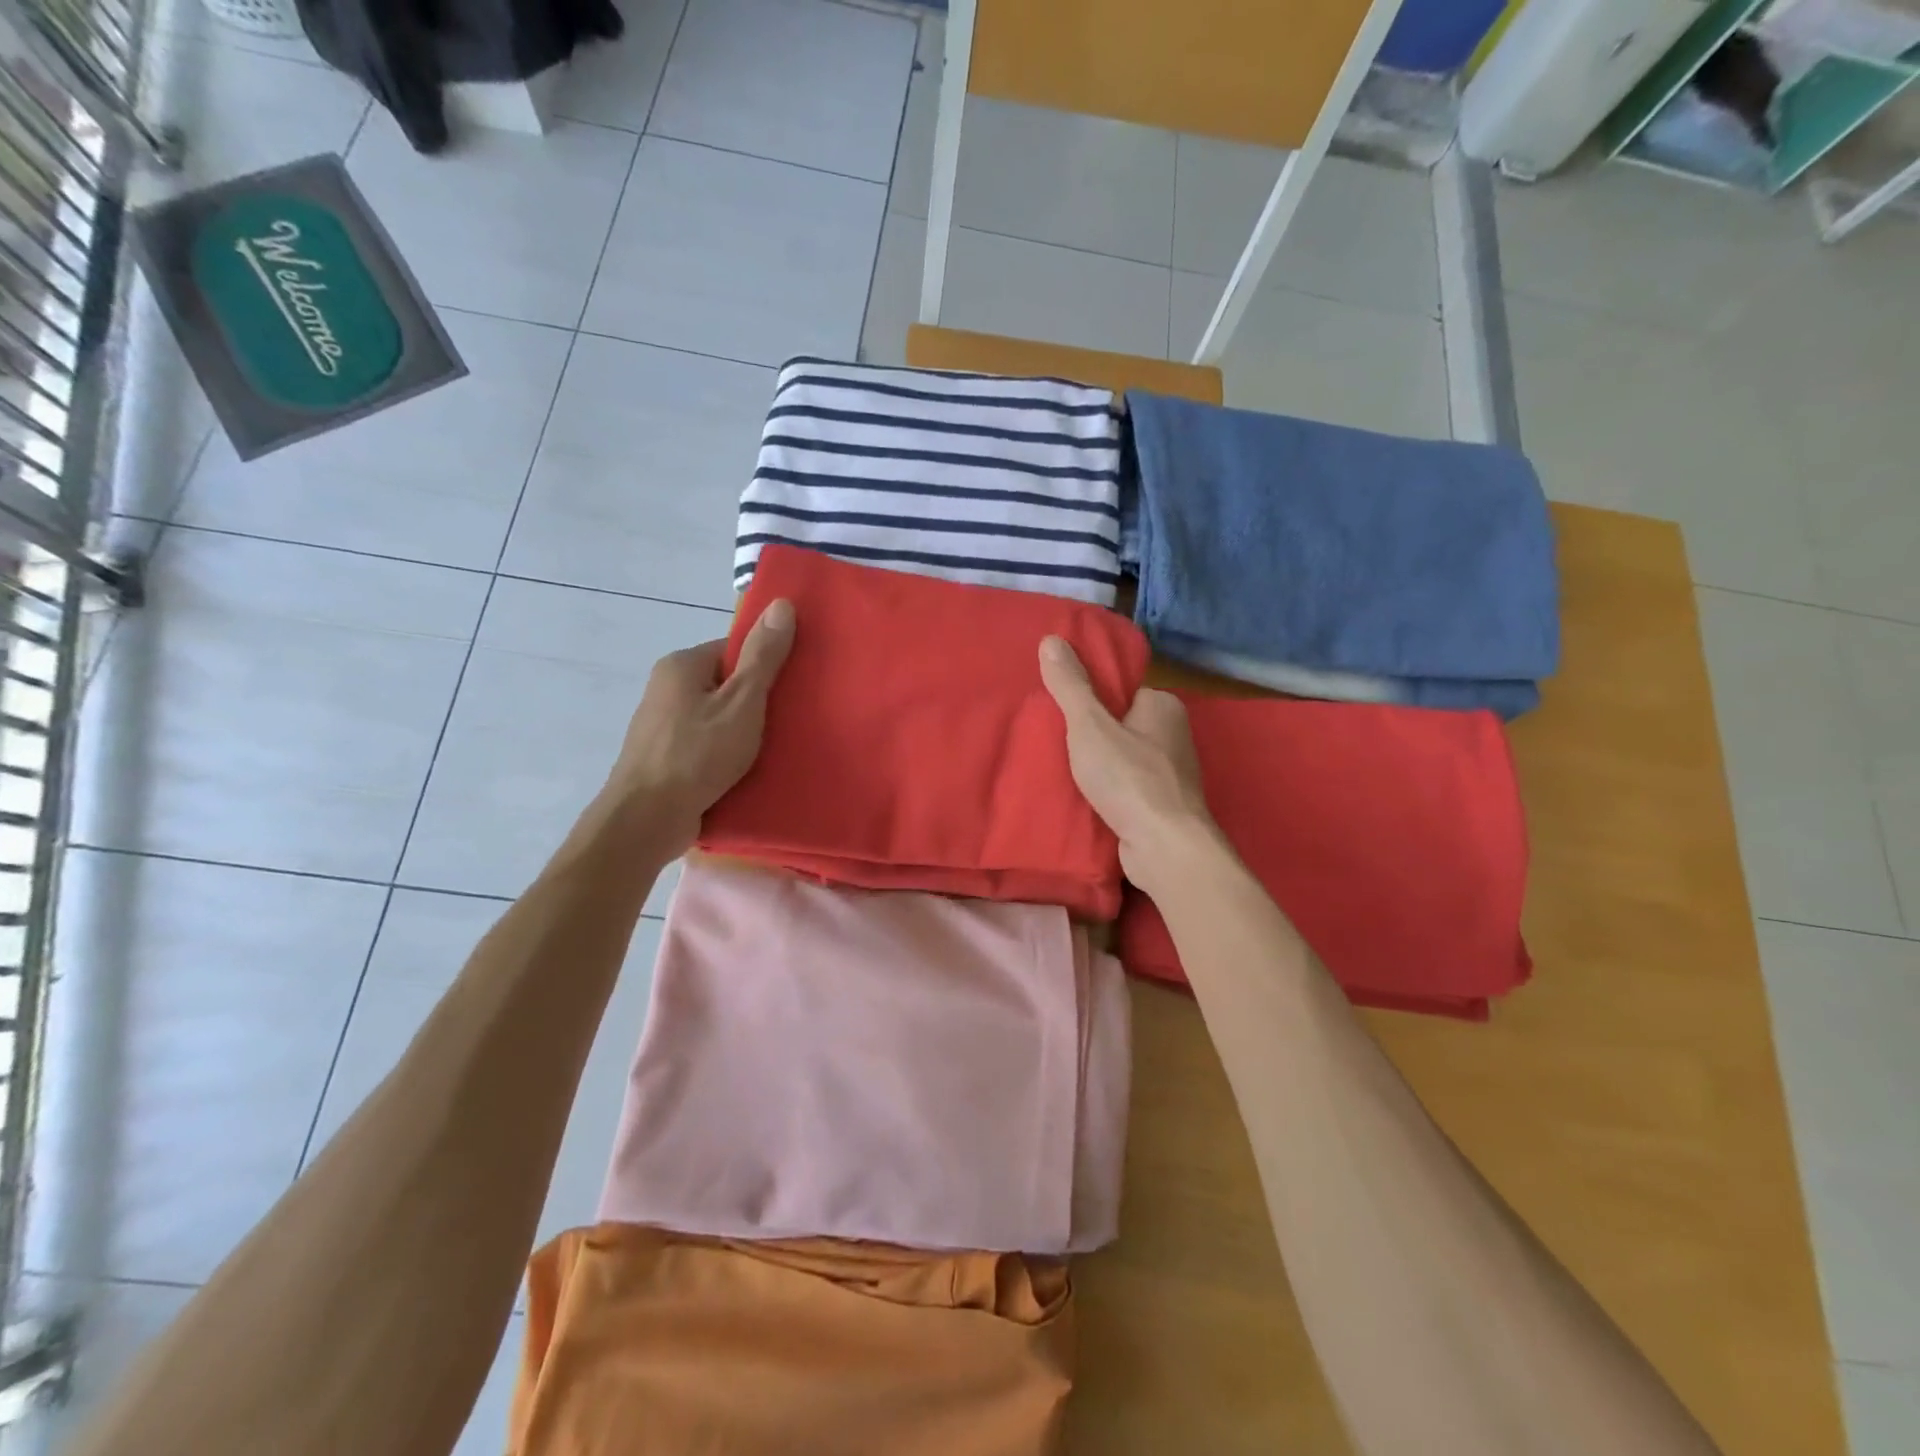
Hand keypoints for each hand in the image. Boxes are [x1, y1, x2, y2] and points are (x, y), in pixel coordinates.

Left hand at [603, 599, 796, 854]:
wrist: (646, 819)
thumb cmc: (697, 754)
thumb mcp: (742, 702)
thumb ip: (763, 657)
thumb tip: (782, 603)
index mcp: (681, 665)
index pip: (732, 650)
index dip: (763, 667)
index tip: (790, 689)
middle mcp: (666, 688)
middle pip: (724, 684)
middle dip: (755, 702)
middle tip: (789, 721)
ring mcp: (662, 725)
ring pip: (715, 718)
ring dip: (741, 732)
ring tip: (774, 749)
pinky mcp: (664, 758)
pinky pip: (704, 745)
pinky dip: (725, 754)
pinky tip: (746, 771)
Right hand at [1038, 635, 1216, 888]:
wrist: (1165, 847)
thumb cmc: (1129, 777)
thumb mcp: (1089, 725)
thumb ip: (1071, 685)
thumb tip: (1051, 639)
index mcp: (1164, 706)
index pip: (1122, 691)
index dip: (1091, 699)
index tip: (1061, 710)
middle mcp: (1174, 735)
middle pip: (1121, 725)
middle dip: (1092, 735)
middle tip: (1054, 741)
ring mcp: (1172, 774)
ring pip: (1124, 759)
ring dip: (1098, 767)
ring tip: (1061, 770)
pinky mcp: (1163, 806)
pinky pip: (1128, 788)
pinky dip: (1108, 792)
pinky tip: (1084, 798)